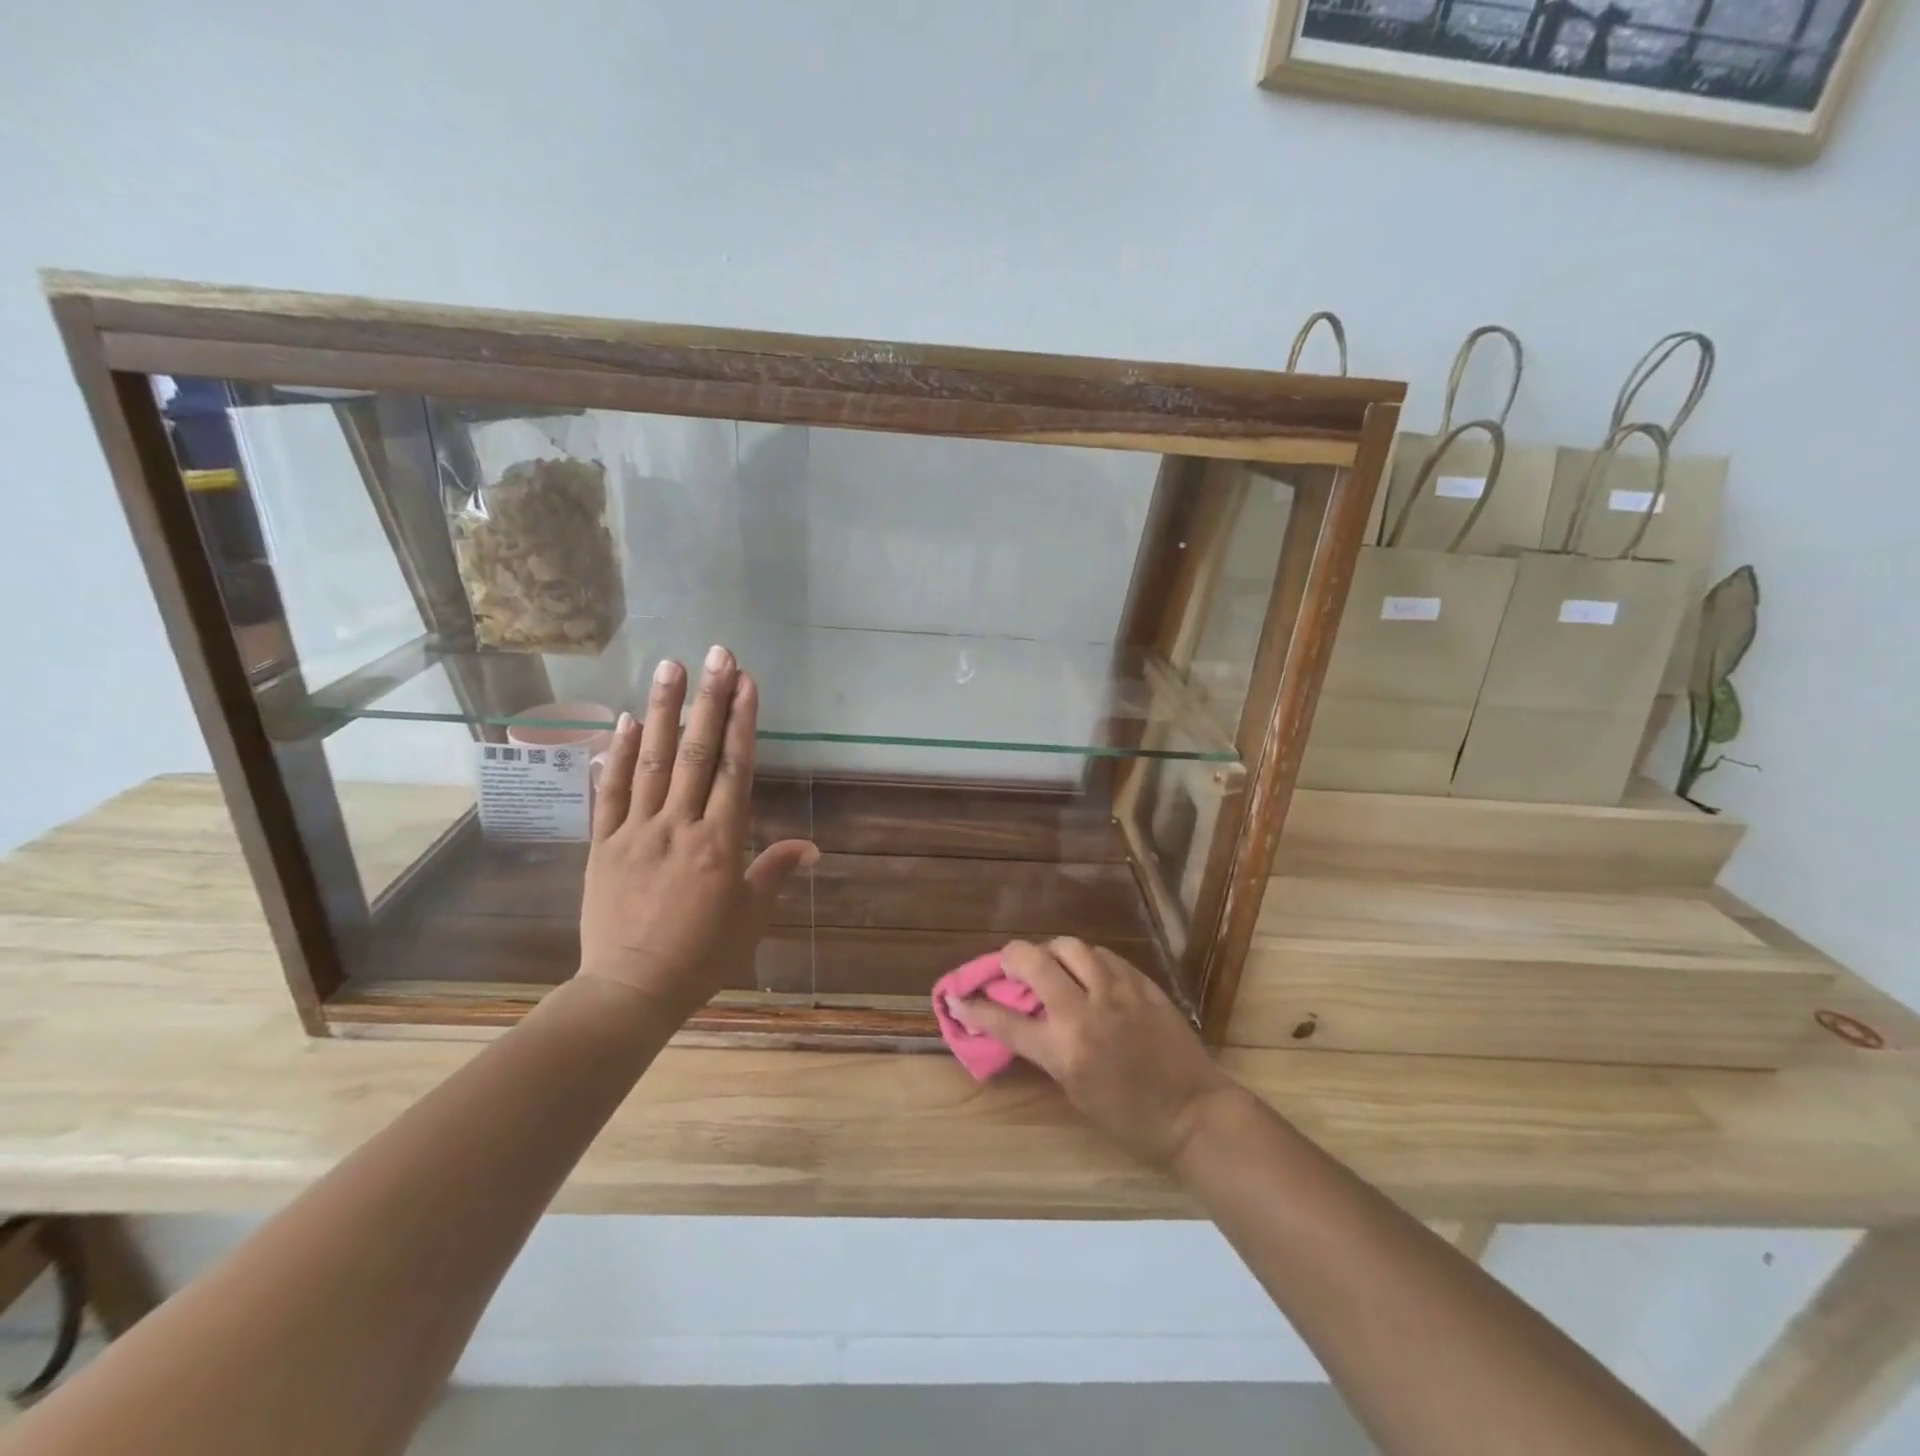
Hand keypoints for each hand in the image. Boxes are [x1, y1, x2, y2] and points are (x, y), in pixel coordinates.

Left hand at [577, 645, 818, 1021]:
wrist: (631, 990)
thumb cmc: (702, 955)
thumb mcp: (750, 917)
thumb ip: (776, 871)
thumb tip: (812, 846)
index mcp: (720, 843)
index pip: (735, 770)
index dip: (742, 722)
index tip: (746, 682)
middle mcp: (679, 826)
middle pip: (697, 754)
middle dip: (709, 700)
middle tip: (716, 653)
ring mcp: (637, 831)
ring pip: (652, 762)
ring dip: (663, 712)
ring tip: (670, 667)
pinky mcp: (604, 843)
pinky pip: (611, 792)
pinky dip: (618, 754)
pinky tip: (625, 720)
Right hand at [946, 939, 1237, 1167]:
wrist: (1193, 1112)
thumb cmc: (1129, 1118)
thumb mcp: (1075, 1091)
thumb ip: (1047, 1050)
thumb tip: (1023, 1021)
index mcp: (1064, 1050)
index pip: (1005, 1021)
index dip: (974, 1007)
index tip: (956, 998)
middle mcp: (1084, 1012)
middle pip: (1033, 961)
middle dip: (1010, 957)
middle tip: (1008, 965)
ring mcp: (1116, 992)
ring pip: (1070, 947)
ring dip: (1051, 952)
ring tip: (1051, 964)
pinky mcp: (1141, 983)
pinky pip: (1103, 956)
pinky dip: (1087, 960)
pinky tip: (1088, 972)